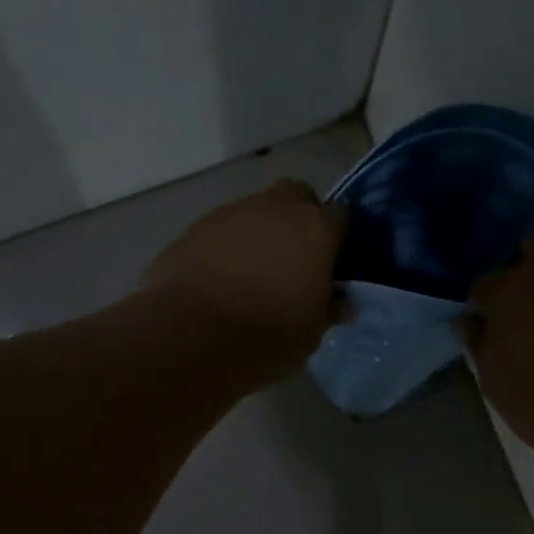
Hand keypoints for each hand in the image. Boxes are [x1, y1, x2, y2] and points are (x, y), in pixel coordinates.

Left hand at [140, 179, 344, 388]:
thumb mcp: (311, 332)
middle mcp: (276, 208)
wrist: (192, 335)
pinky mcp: (194, 228)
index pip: (341, 216)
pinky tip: (220, 279)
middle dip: (298, 219)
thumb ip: (328, 309)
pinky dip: (226, 247)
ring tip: (252, 274)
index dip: (338, 237)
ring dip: (259, 233)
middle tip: (294, 257)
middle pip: (296, 197)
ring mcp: (231, 213)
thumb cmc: (268, 335)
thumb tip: (342, 304)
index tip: (333, 262)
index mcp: (315, 229)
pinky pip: (221, 231)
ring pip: (255, 212)